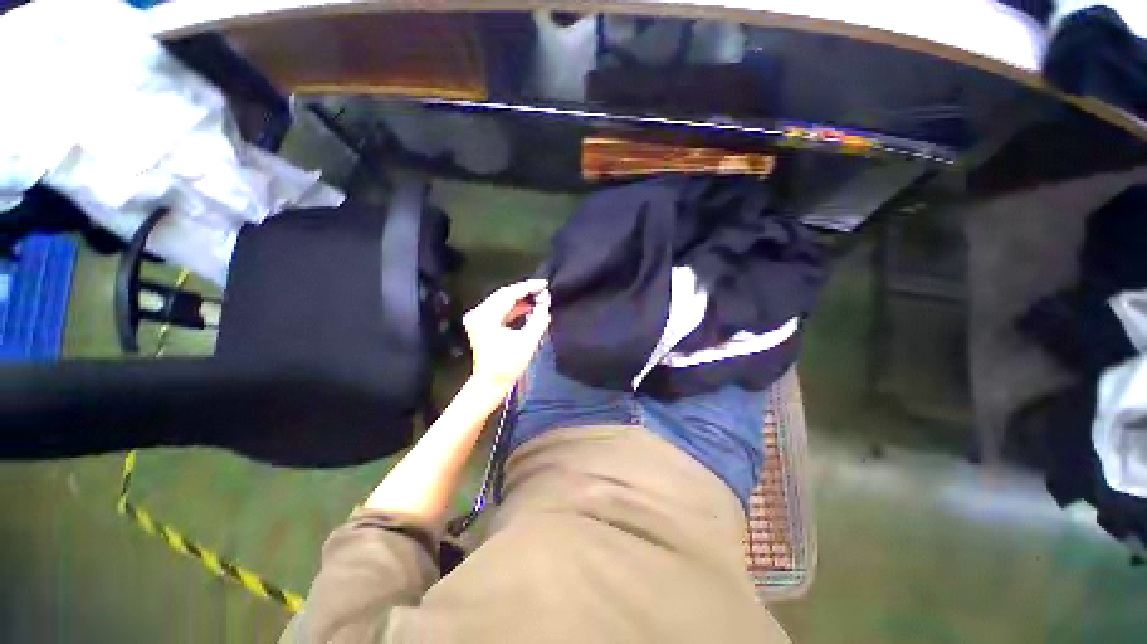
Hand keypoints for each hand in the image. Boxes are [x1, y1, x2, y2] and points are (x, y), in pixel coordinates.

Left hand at [463, 279, 551, 396]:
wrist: (491, 384)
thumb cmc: (508, 364)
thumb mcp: (527, 340)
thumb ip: (538, 318)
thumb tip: (545, 304)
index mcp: (486, 315)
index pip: (508, 294)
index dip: (528, 287)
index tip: (545, 283)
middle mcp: (478, 313)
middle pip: (504, 295)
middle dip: (525, 292)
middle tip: (544, 290)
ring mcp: (478, 319)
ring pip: (502, 302)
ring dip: (521, 300)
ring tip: (539, 299)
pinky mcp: (482, 325)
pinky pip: (500, 311)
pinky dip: (514, 309)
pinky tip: (529, 308)